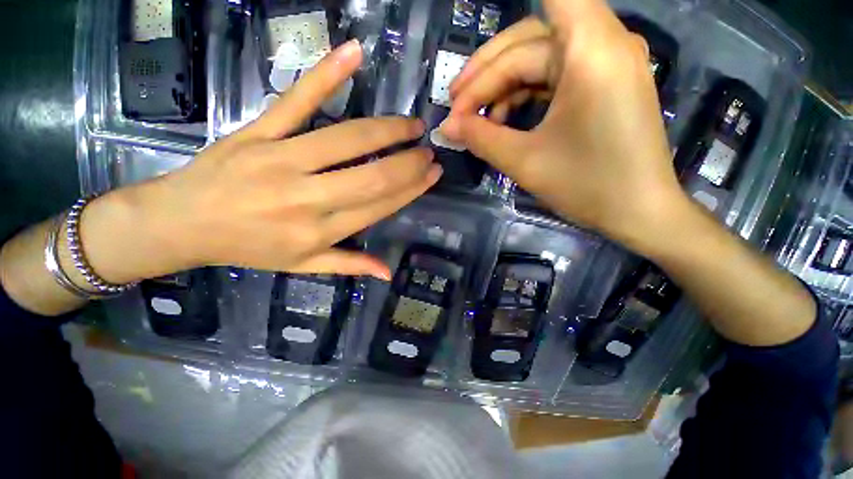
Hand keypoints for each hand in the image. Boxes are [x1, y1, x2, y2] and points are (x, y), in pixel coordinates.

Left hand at [82, 40, 441, 282]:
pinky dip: (327, 74)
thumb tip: (388, 273)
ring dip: (388, 130)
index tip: (432, 175)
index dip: (411, 189)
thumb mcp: (304, 265)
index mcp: (319, 230)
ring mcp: (282, 159)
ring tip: (413, 125)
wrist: (182, 223)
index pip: (379, 205)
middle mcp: (307, 197)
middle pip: (372, 176)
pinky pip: (298, 100)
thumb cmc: (248, 248)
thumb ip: (349, 265)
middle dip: (408, 163)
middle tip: (429, 152)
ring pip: (347, 139)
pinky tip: (354, 53)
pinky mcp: (259, 131)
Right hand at [442, 1, 684, 247]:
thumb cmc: (587, 185)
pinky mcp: (601, 84)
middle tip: (454, 107)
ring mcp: (604, 63)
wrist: (638, 212)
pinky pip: (552, 77)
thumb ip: (480, 138)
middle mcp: (602, 44)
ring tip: (473, 120)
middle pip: (527, 42)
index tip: (476, 59)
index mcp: (589, 51)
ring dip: (500, 87)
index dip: (506, 32)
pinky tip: (502, 120)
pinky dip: (522, 95)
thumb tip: (446, 127)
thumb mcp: (524, 161)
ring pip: (536, 59)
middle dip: (485, 75)